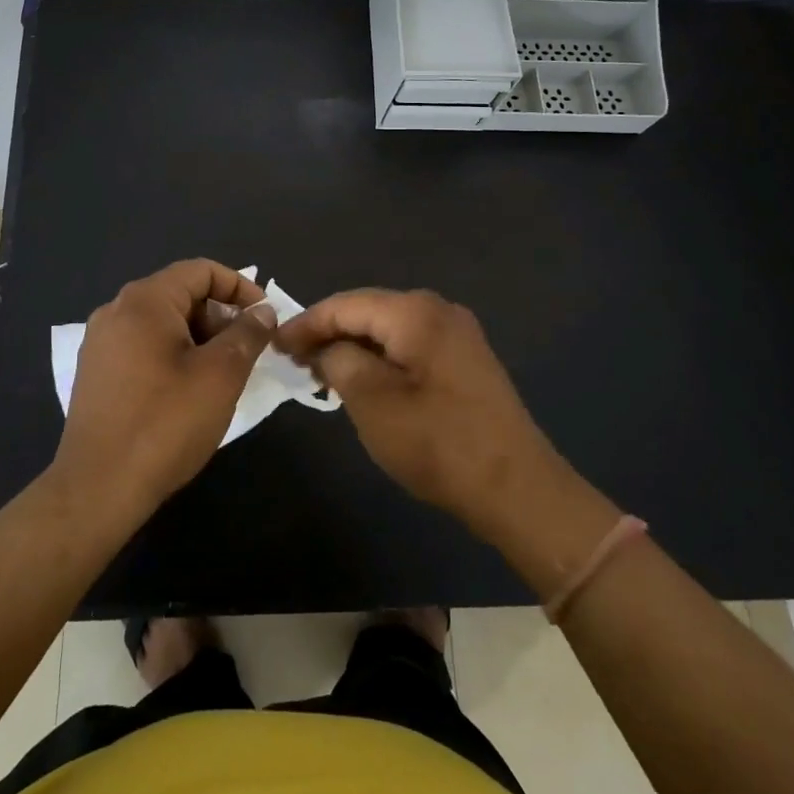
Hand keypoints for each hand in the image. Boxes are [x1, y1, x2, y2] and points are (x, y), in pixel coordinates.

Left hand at [51, 260, 276, 517]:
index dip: (239, 287)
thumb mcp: (220, 375)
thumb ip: (246, 334)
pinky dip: (174, 354)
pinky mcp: (96, 372)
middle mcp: (116, 311)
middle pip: (180, 294)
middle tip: (247, 352)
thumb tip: (262, 312)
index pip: (200, 271)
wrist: (98, 487)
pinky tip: (189, 391)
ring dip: (200, 338)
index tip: (265, 317)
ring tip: (223, 374)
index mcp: (144, 301)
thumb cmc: (165, 423)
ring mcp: (101, 342)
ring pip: (163, 323)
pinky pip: (143, 346)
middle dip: (220, 316)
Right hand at [276, 289, 567, 539]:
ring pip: (389, 329)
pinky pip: (410, 344)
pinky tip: (364, 380)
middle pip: (368, 310)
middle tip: (294, 359)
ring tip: (321, 371)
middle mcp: (438, 309)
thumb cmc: (438, 444)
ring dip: (354, 346)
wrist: (518, 489)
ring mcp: (457, 333)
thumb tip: (327, 349)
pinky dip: (381, 357)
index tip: (274, 345)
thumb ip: (339, 362)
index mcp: (415, 312)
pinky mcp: (465, 359)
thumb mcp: (373, 402)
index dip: (306, 323)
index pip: (345, 304)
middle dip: (329, 332)